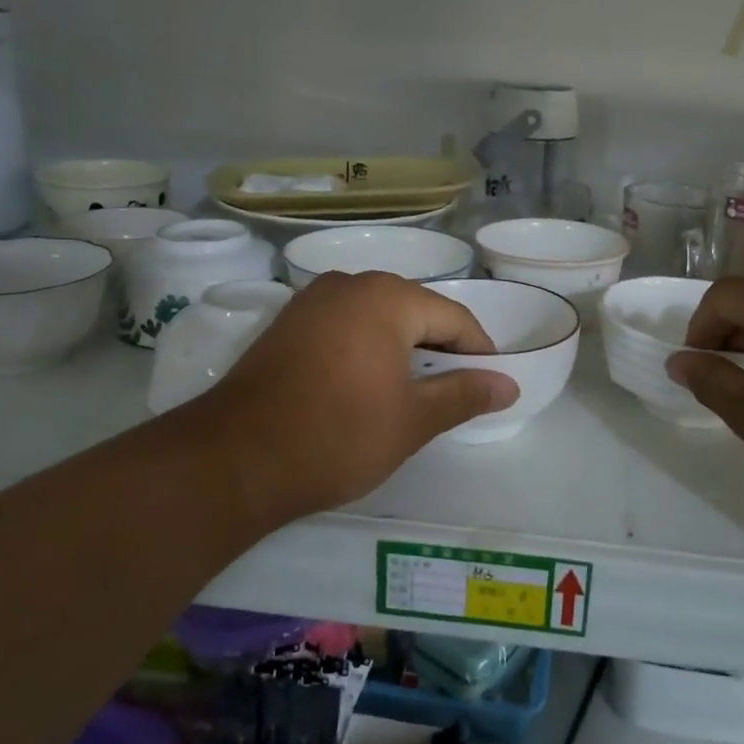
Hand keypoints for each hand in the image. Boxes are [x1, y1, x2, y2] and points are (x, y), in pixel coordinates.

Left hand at [177, 272, 519, 528]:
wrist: (235, 459)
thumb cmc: (337, 435)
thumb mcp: (413, 419)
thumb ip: (465, 394)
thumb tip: (508, 384)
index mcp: (387, 297)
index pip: (454, 316)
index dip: (478, 352)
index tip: (489, 386)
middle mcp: (349, 284)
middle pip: (415, 311)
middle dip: (439, 349)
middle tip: (452, 393)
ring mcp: (311, 301)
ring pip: (377, 318)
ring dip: (402, 349)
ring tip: (412, 392)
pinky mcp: (286, 323)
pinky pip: (344, 326)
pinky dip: (366, 349)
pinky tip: (365, 384)